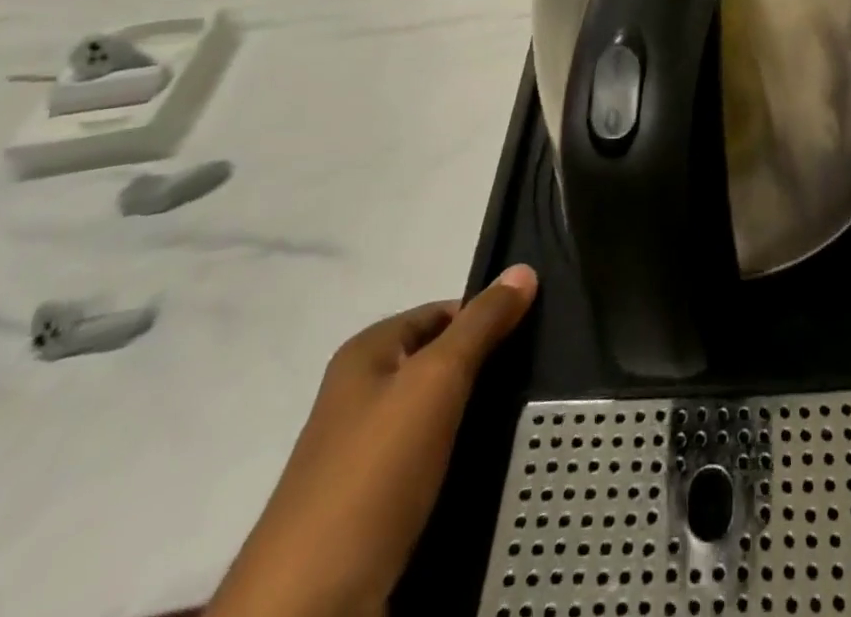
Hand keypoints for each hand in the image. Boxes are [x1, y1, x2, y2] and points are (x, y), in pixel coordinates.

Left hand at [209, 264, 538, 616]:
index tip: (537, 330)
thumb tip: (524, 269)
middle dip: (487, 366)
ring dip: (478, 416)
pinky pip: (433, 464)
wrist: (308, 613)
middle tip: (542, 373)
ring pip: (440, 416)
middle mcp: (363, 396)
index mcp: (367, 355)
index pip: (443, 311)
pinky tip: (497, 467)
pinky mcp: (377, 509)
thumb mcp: (436, 381)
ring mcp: (367, 456)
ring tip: (532, 416)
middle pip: (441, 362)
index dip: (487, 316)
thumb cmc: (372, 474)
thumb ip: (481, 324)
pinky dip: (463, 461)